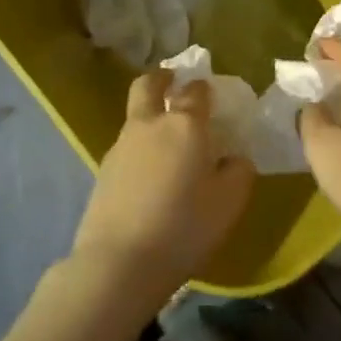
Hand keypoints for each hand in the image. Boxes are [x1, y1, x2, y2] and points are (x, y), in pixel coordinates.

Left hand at [72, 71, 255, 310]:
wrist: (119, 262)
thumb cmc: (184, 227)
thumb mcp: (229, 202)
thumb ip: (238, 171)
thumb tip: (234, 158)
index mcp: (185, 125)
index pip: (196, 90)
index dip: (205, 88)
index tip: (213, 95)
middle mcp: (150, 125)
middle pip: (149, 85)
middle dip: (162, 78)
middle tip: (173, 83)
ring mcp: (121, 146)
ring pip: (135, 116)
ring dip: (149, 115)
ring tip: (167, 142)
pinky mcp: (103, 171)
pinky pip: (126, 146)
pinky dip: (139, 147)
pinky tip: (150, 174)